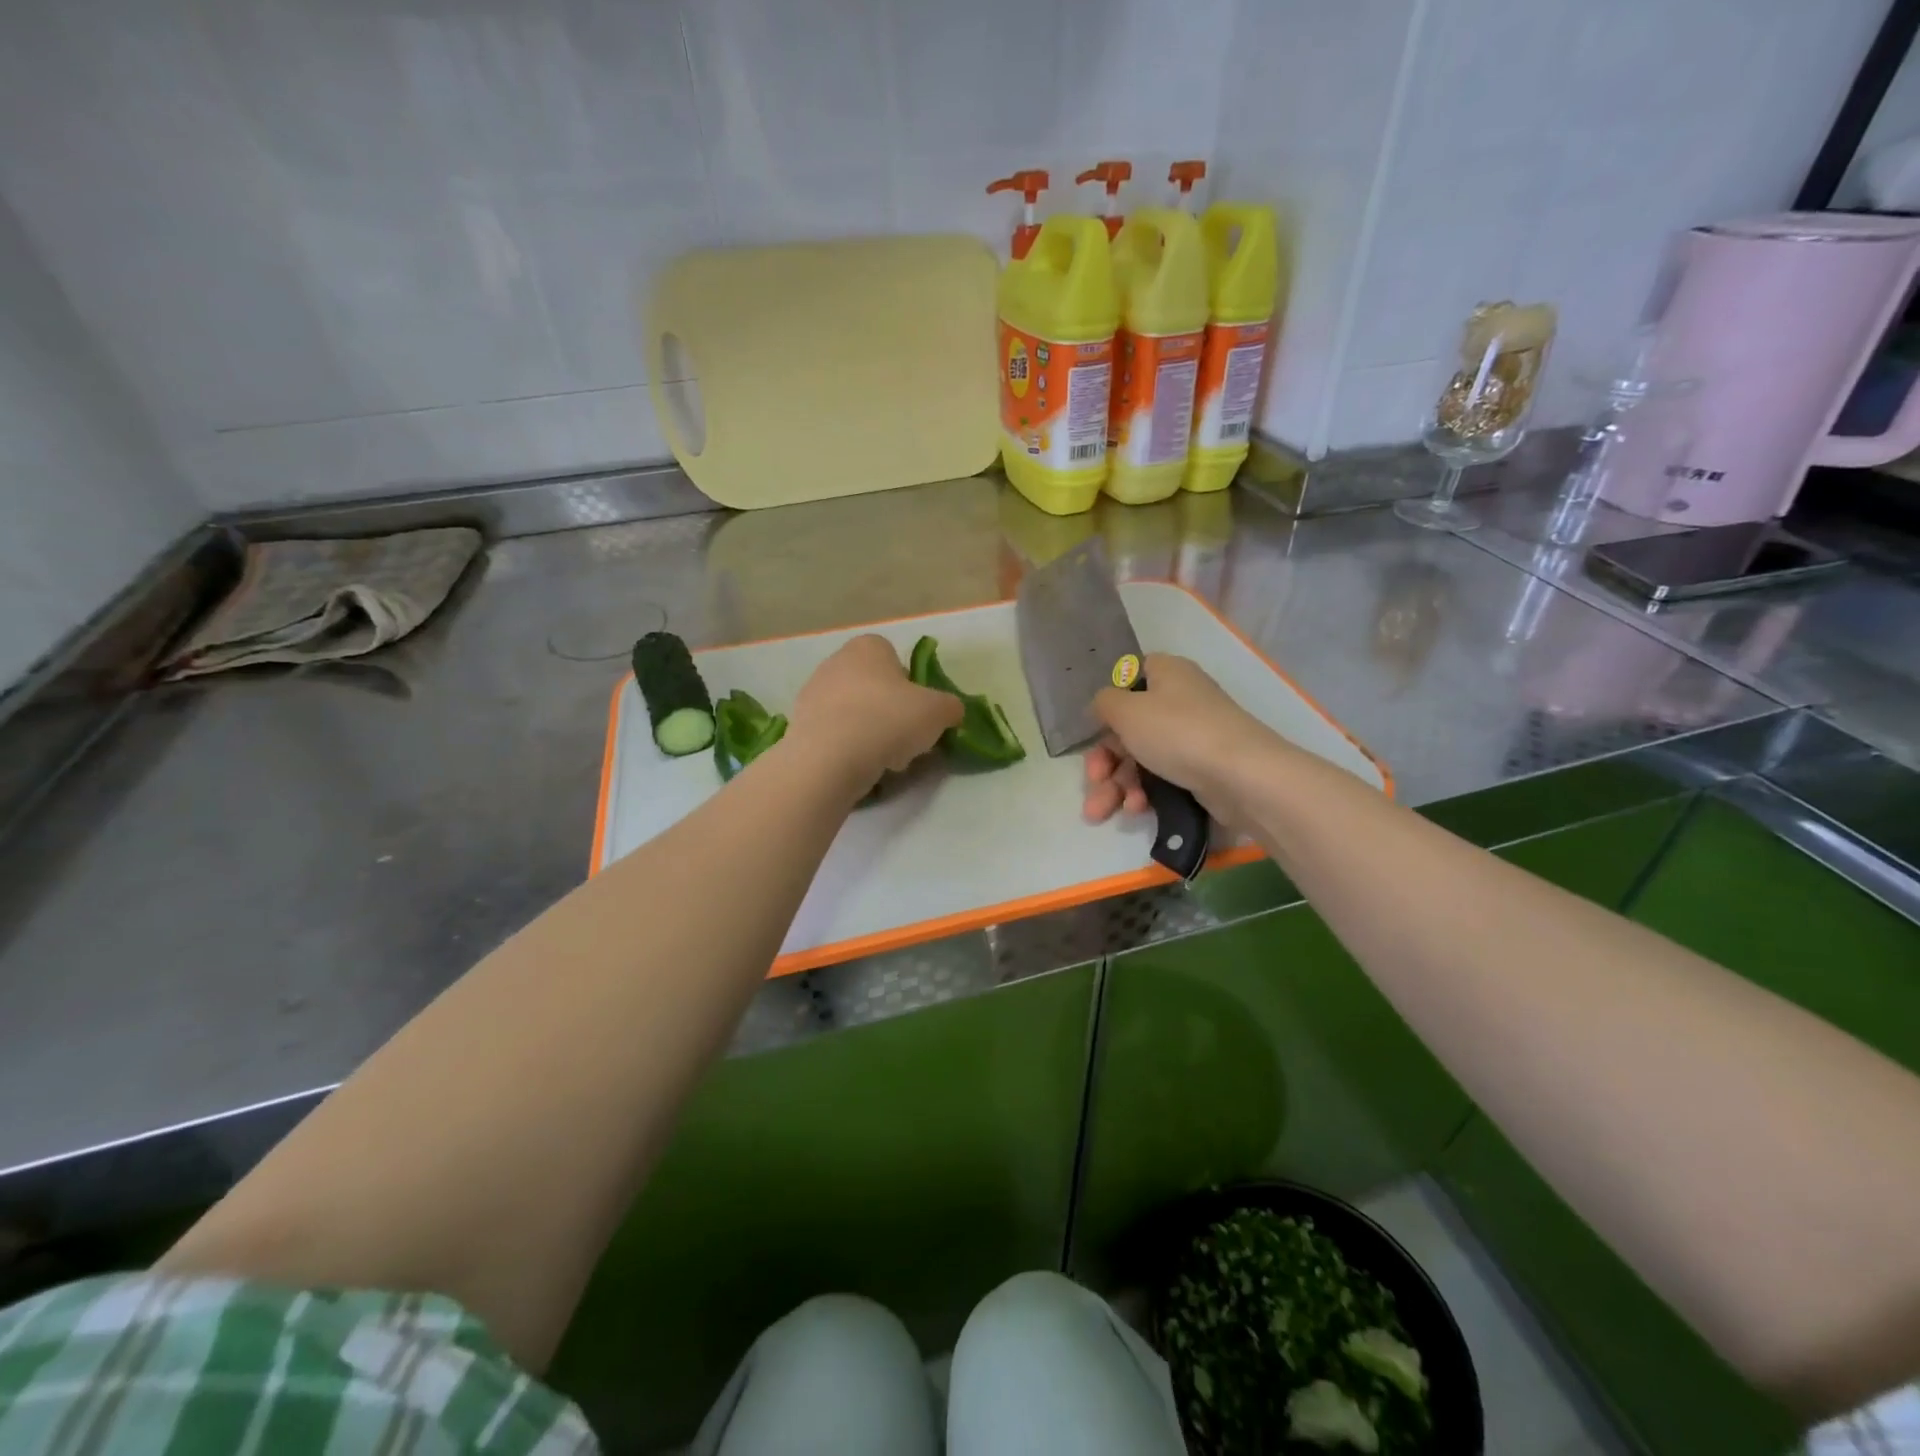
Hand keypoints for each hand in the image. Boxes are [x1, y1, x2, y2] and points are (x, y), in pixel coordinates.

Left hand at [787, 635, 961, 795]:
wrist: (830, 758)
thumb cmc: (888, 720)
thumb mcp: (938, 711)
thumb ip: (950, 707)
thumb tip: (950, 711)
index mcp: (868, 647)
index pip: (894, 658)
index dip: (911, 685)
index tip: (918, 712)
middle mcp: (835, 661)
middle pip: (874, 687)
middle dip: (890, 711)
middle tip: (905, 738)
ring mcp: (812, 693)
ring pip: (854, 712)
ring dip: (871, 732)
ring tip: (884, 759)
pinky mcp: (799, 725)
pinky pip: (835, 733)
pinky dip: (848, 748)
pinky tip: (859, 766)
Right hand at [1081, 654, 1275, 824]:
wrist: (1242, 776)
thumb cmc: (1178, 732)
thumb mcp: (1127, 710)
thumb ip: (1104, 703)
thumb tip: (1103, 706)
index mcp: (1166, 674)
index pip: (1128, 678)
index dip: (1108, 704)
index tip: (1094, 730)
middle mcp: (1180, 700)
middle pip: (1129, 727)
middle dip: (1105, 760)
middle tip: (1094, 780)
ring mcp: (1192, 736)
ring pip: (1142, 758)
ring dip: (1118, 784)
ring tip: (1102, 811)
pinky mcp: (1201, 769)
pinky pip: (1162, 778)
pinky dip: (1144, 792)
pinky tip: (1137, 809)